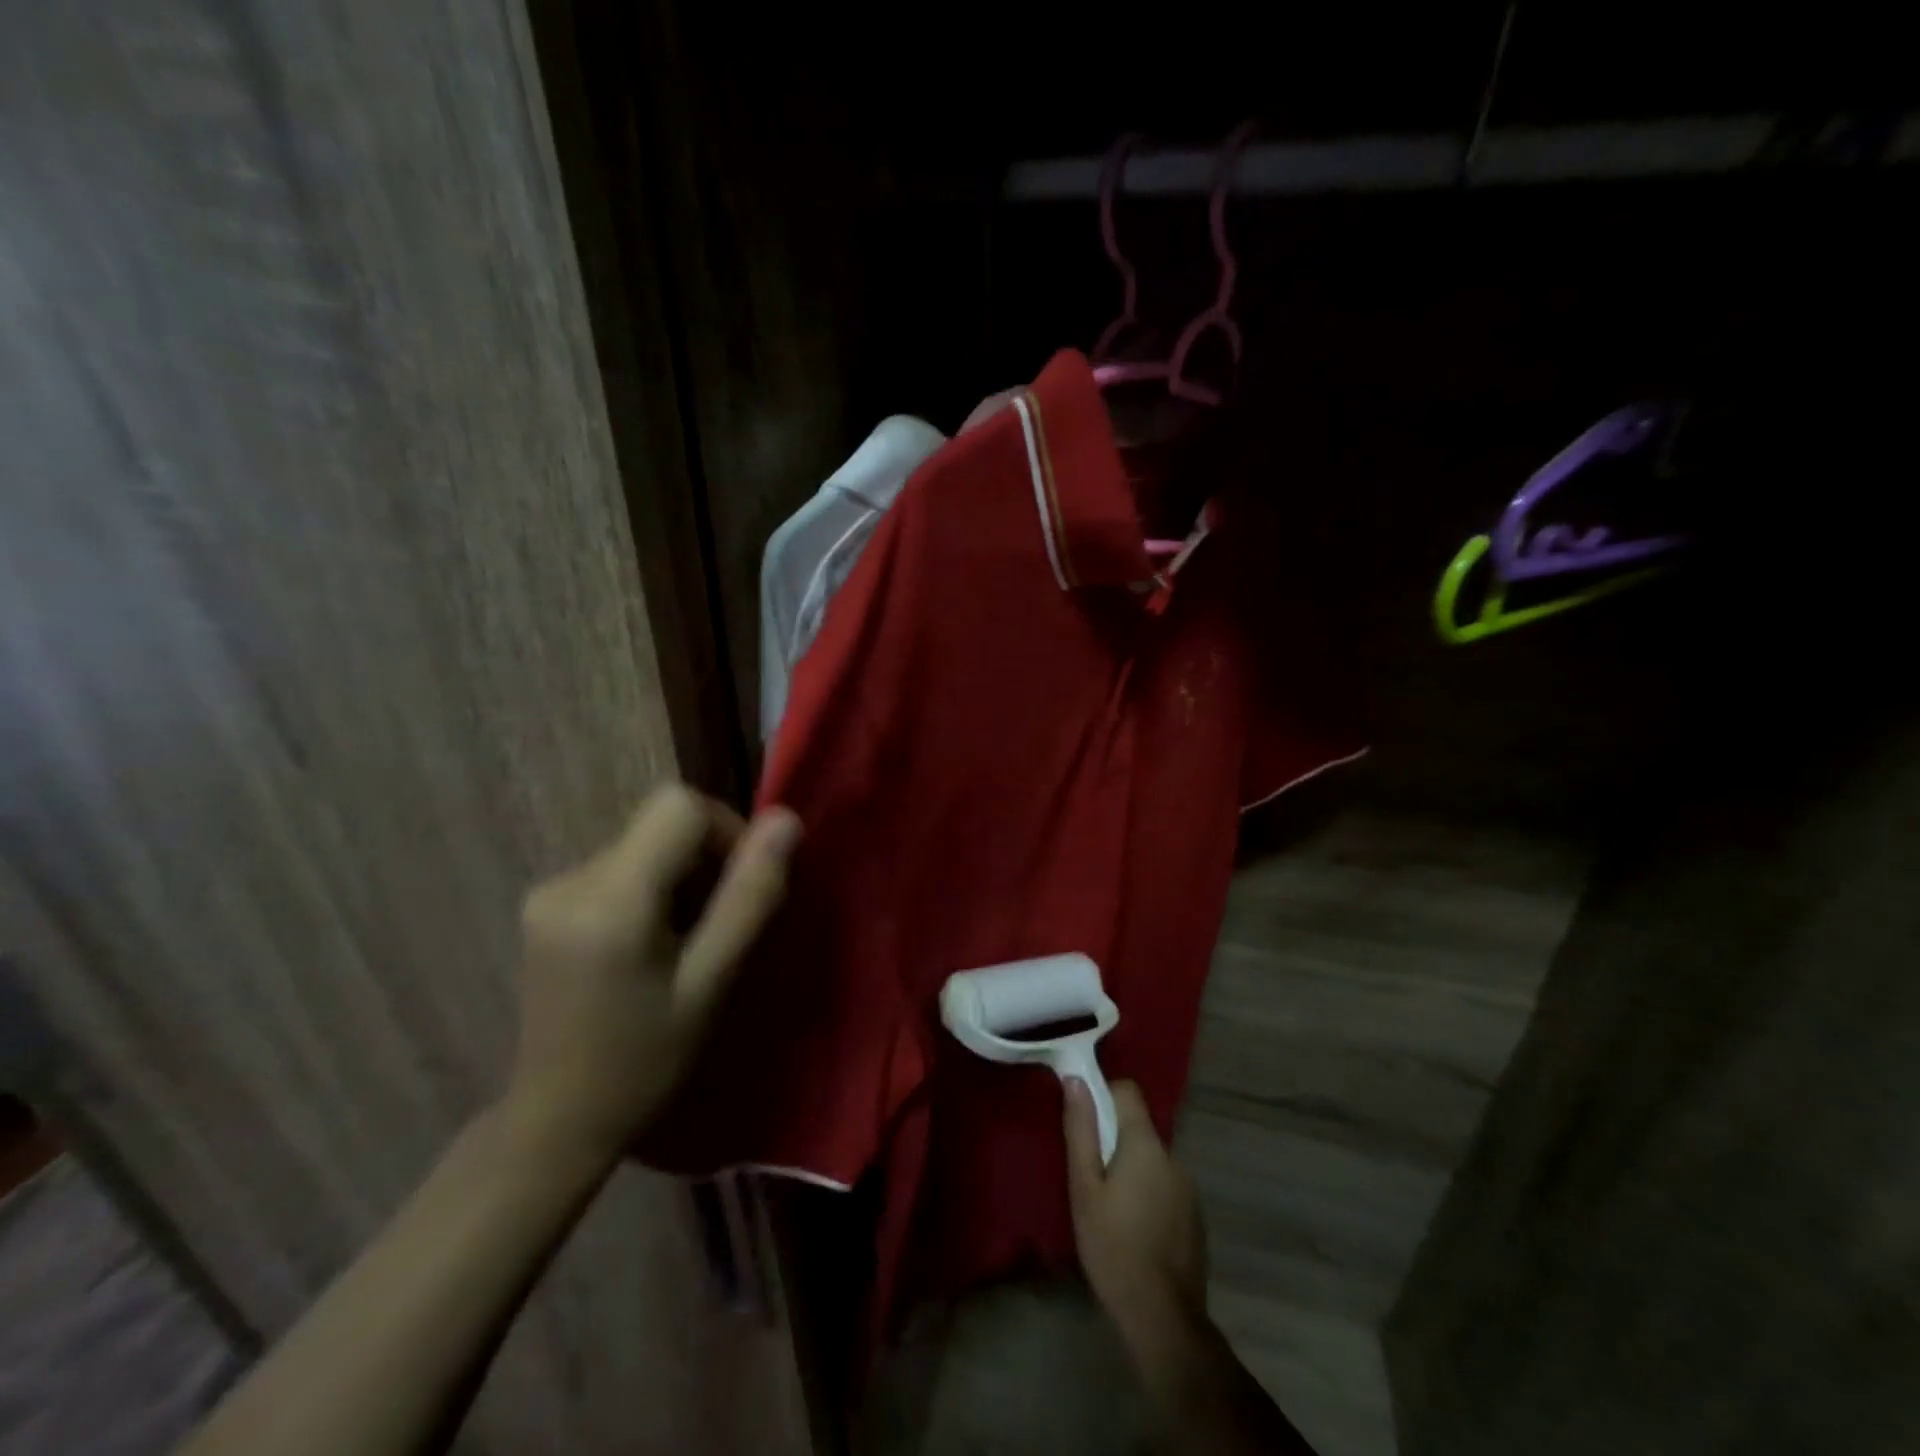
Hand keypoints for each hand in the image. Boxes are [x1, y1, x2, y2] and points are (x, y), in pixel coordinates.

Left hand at [507, 785, 800, 1165]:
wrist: (556, 1120)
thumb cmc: (645, 1061)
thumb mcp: (712, 983)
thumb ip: (751, 895)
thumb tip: (786, 820)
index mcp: (610, 899)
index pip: (680, 806)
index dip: (726, 831)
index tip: (740, 888)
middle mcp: (570, 878)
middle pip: (662, 823)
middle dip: (705, 860)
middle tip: (716, 929)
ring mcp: (550, 888)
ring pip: (645, 842)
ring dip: (681, 877)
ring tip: (683, 944)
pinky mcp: (545, 901)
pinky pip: (621, 864)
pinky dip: (652, 888)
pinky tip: (649, 944)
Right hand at [1063, 1078, 1208, 1342]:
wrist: (1162, 1317)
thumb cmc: (1113, 1245)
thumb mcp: (1085, 1187)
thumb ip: (1081, 1130)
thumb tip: (1075, 1079)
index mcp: (1145, 1143)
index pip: (1127, 1091)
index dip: (1103, 1094)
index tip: (1083, 1120)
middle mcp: (1173, 1156)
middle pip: (1138, 1127)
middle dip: (1113, 1139)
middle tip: (1088, 1173)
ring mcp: (1188, 1188)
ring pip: (1151, 1159)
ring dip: (1131, 1168)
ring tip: (1108, 1206)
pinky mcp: (1194, 1216)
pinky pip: (1164, 1186)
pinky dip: (1147, 1193)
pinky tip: (1133, 1228)